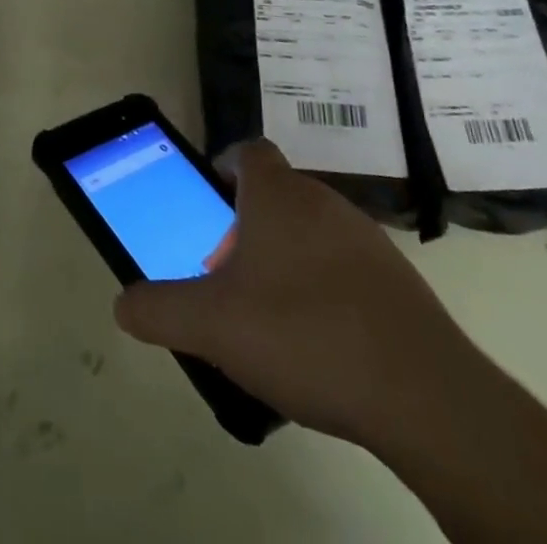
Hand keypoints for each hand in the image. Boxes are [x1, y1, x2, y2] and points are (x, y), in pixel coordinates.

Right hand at [114, 139, 483, 447]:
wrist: (424, 394)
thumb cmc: (303, 334)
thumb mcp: (212, 325)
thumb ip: (159, 309)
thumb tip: (122, 304)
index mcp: (278, 195)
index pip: (249, 152)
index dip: (225, 168)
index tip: (209, 203)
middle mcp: (323, 201)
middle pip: (276, 195)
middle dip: (246, 227)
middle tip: (227, 275)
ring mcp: (367, 239)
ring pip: (311, 231)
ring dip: (285, 258)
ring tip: (270, 315)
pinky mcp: (399, 282)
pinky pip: (346, 267)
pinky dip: (325, 287)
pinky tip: (319, 342)